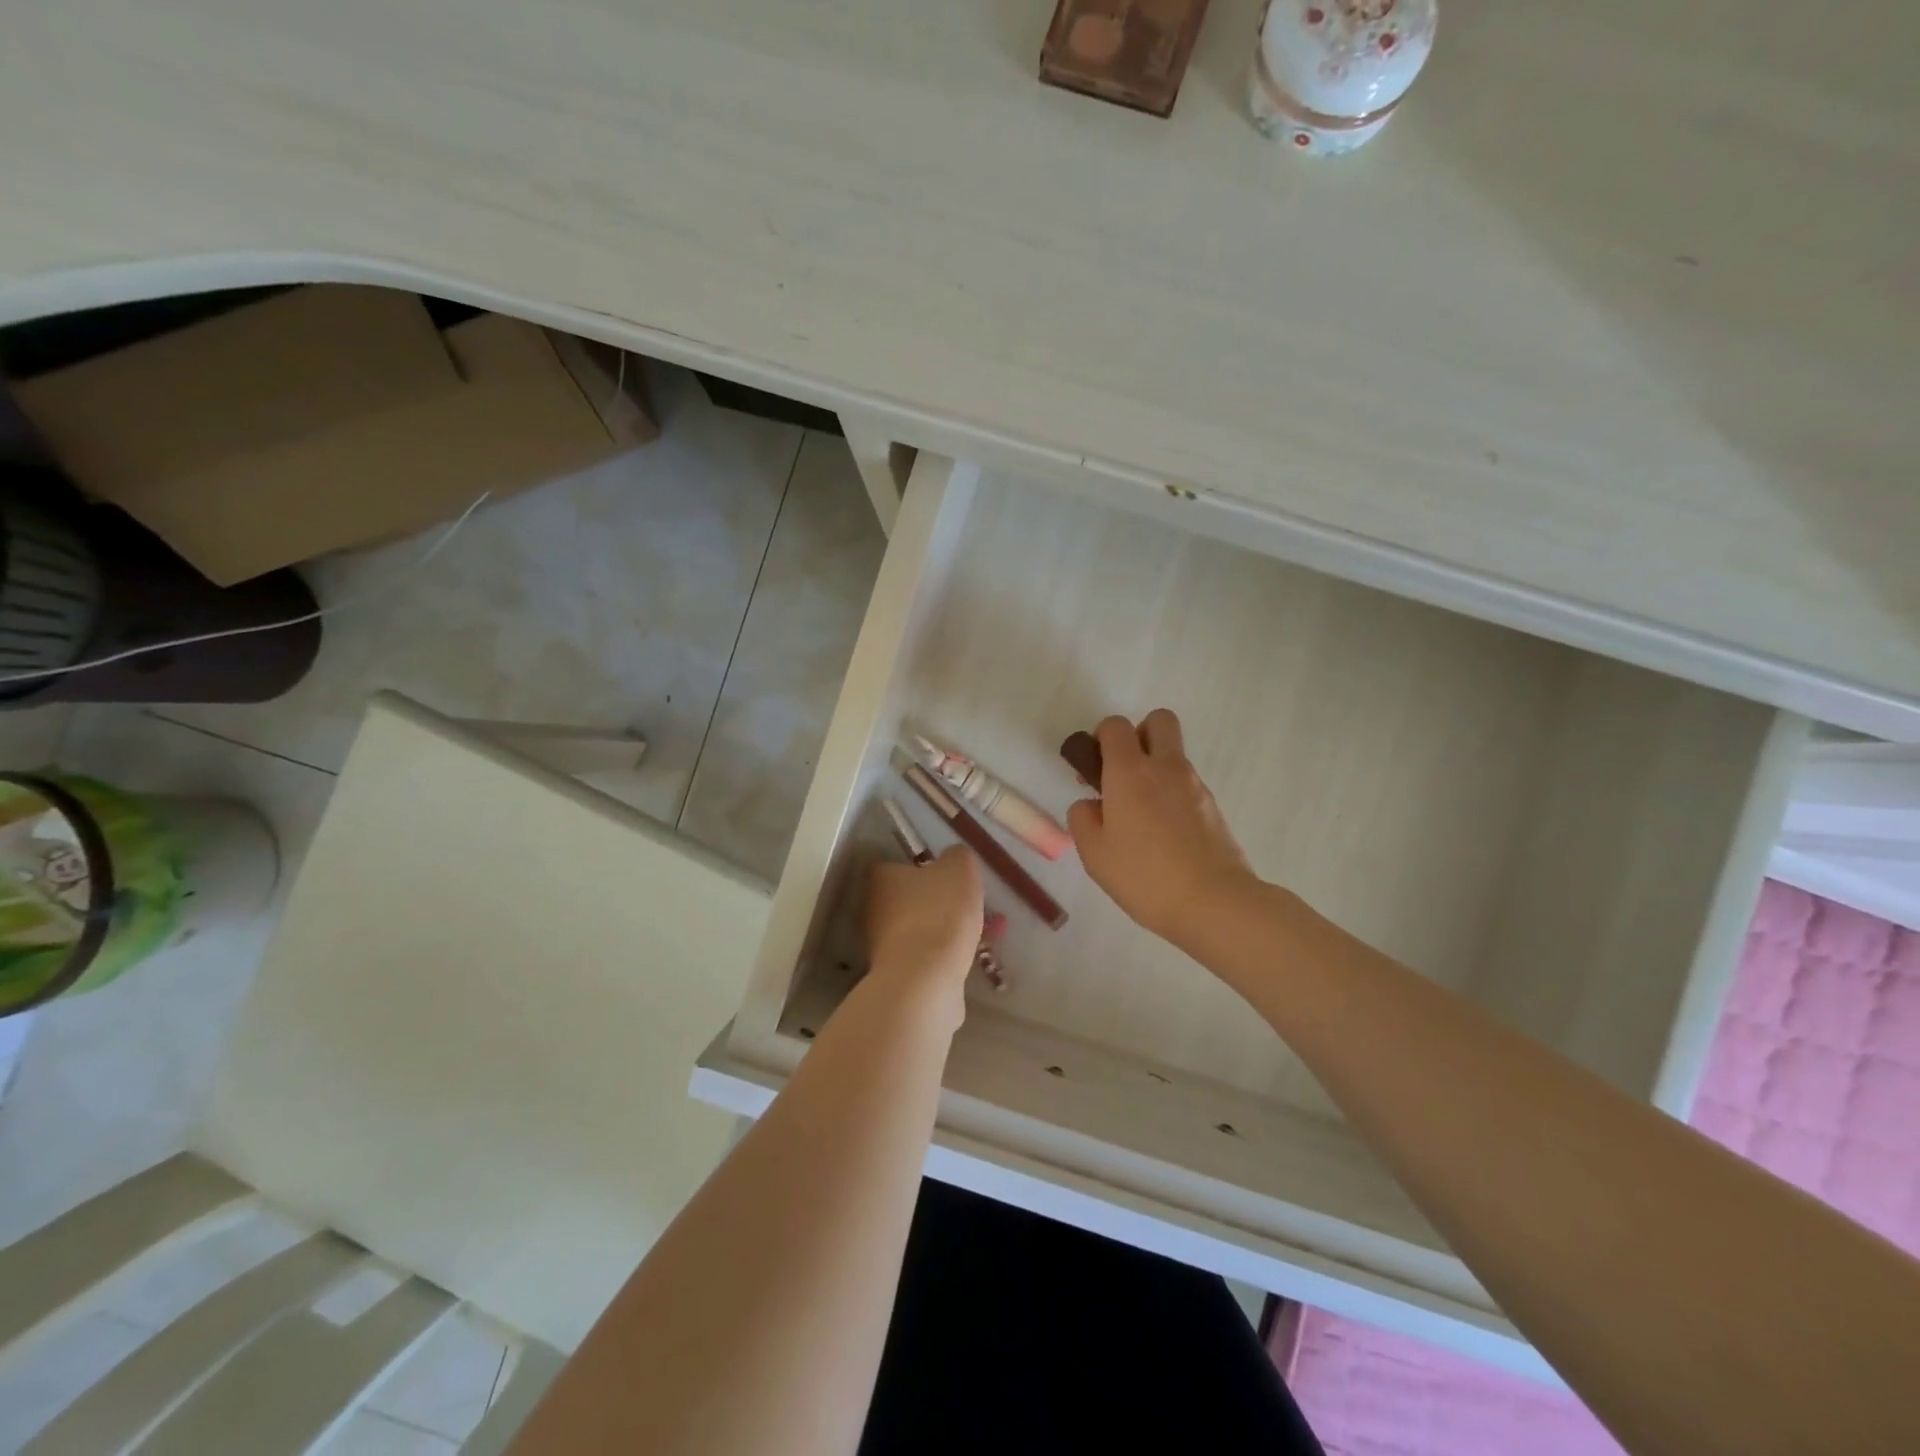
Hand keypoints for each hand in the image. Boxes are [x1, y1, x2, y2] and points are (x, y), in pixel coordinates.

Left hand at [864, 847, 983, 1017]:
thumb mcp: (959, 869)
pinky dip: (944, 955)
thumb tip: (954, 857)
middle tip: (970, 905)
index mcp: (881, 877)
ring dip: (945, 930)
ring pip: (920, 929)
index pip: (895, 864)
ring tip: (983, 933)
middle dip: (938, 902)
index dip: (921, 867)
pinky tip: (970, 957)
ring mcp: (881, 945)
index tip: (947, 875)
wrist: (925, 980)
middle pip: (908, 899)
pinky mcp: (896, 975)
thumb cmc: (939, 913)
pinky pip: (925, 957)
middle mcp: (873, 909)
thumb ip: (958, 856)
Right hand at [1067, 710, 1259, 949]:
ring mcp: (1195, 785)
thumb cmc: (1145, 876)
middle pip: (1159, 720)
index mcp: (1129, 772)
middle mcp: (1165, 767)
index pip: (1115, 726)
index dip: (1100, 737)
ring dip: (1157, 767)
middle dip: (1139, 734)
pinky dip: (1173, 793)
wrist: (1215, 902)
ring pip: (1175, 753)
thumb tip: (1092, 804)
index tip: (1094, 768)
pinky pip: (1188, 784)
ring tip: (1142, 814)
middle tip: (1125, 772)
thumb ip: (1083, 819)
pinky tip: (1164, 833)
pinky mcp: (1214, 807)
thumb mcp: (1094, 854)